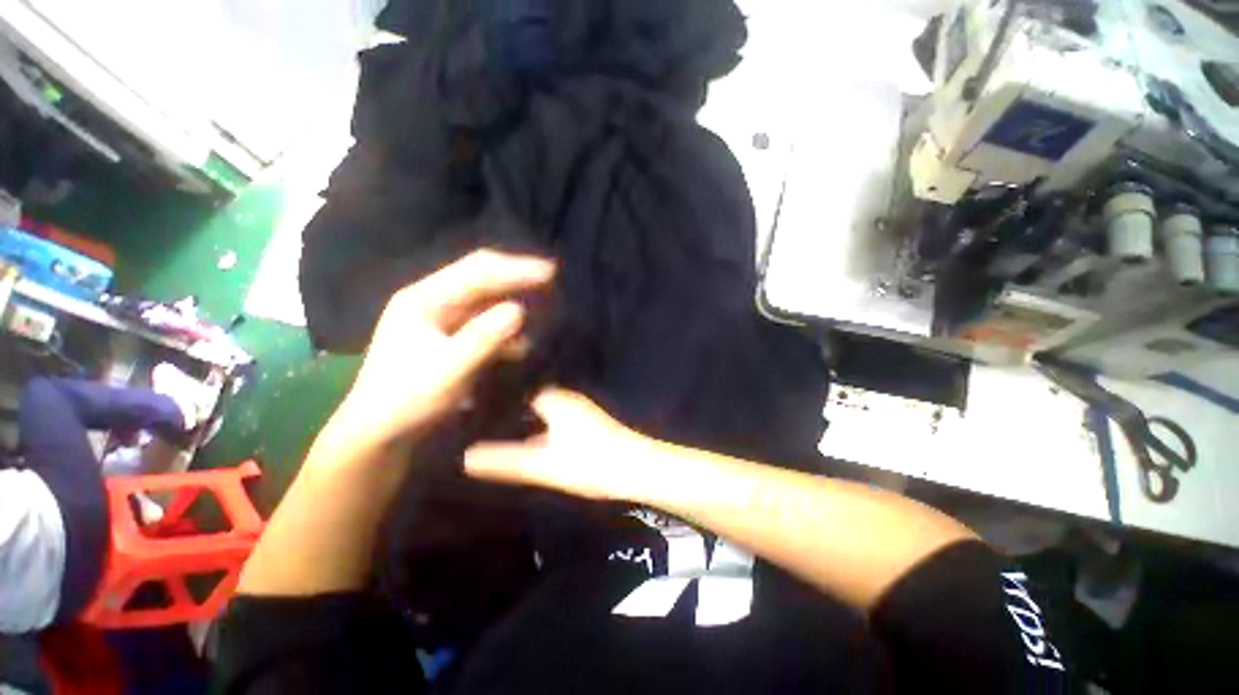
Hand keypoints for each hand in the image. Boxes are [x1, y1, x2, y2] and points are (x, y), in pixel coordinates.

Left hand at [333, 250, 555, 448]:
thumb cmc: (408, 401)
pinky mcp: (447, 337)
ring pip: (484, 299)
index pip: (476, 272)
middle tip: (550, 278)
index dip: (515, 269)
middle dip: (516, 277)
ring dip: (512, 299)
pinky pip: (482, 322)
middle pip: (480, 278)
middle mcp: (431, 300)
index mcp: (424, 299)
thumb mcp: (450, 370)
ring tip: (542, 303)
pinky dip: (504, 327)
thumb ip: (485, 338)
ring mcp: (439, 319)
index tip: (550, 272)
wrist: (378, 433)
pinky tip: (522, 341)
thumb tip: (520, 309)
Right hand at [464, 388, 659, 501]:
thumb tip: (465, 457)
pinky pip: (552, 421)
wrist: (637, 468)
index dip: (494, 395)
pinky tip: (525, 441)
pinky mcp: (585, 425)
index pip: (516, 389)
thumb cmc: (591, 462)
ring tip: (491, 428)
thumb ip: (505, 460)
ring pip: (541, 411)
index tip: (467, 403)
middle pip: (527, 399)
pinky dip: (537, 428)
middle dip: (506, 408)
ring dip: (522, 418)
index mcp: (553, 399)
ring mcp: (577, 411)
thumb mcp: (543, 464)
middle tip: (473, 417)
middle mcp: (565, 399)